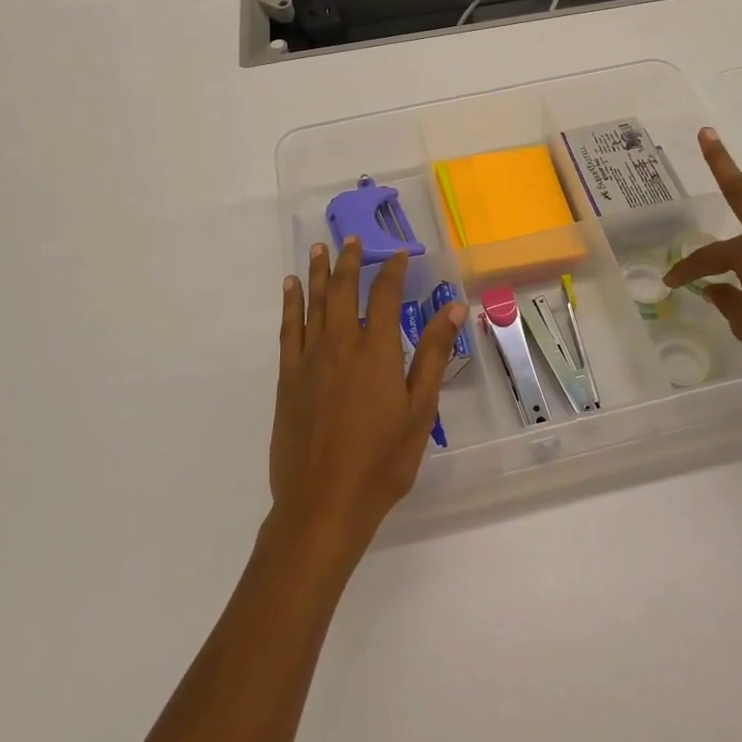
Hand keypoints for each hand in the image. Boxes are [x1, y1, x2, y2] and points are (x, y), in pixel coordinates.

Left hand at [269, 239, 465, 558]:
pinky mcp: (289, 377)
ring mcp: (310, 358)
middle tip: (352, 238)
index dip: (392, 270)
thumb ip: (432, 354)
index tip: (399, 254)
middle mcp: (341, 343)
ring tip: (319, 247)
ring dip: (317, 272)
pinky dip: (290, 303)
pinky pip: (289, 328)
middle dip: (349, 260)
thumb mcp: (419, 409)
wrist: (324, 503)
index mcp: (376, 349)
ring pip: (313, 302)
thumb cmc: (382, 460)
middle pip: (343, 289)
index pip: (384, 294)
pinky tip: (290, 288)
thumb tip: (453, 308)